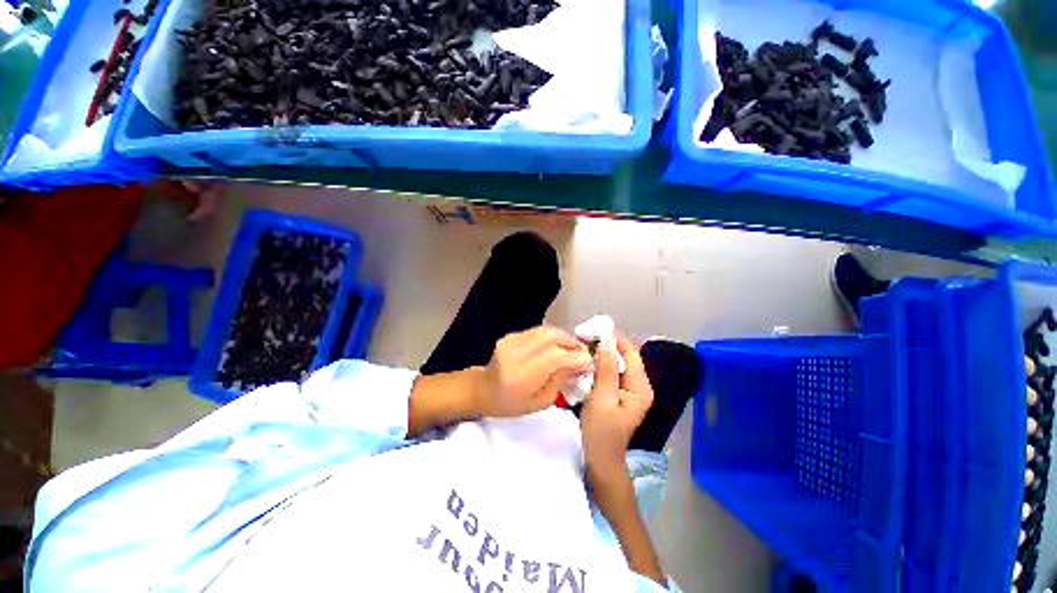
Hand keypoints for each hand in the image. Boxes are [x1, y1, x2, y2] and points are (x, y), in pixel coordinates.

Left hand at [476, 326, 592, 418]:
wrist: (484, 389)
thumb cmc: (512, 404)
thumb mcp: (541, 401)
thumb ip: (561, 380)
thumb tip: (580, 363)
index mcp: (521, 376)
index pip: (554, 358)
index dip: (575, 357)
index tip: (589, 361)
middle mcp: (514, 354)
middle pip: (550, 337)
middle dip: (571, 342)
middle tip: (583, 350)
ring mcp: (510, 341)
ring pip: (544, 330)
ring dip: (563, 336)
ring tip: (573, 346)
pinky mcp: (509, 335)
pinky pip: (536, 331)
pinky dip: (551, 336)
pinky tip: (557, 344)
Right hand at [581, 333, 653, 483]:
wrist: (601, 459)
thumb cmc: (601, 432)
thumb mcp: (601, 399)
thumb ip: (605, 371)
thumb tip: (606, 343)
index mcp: (640, 387)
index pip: (630, 353)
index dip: (615, 338)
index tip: (594, 328)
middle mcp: (640, 385)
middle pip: (625, 356)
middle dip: (607, 344)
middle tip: (585, 335)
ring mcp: (631, 389)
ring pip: (617, 362)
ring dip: (602, 352)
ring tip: (584, 344)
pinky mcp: (621, 392)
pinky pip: (612, 370)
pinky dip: (601, 362)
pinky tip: (588, 360)